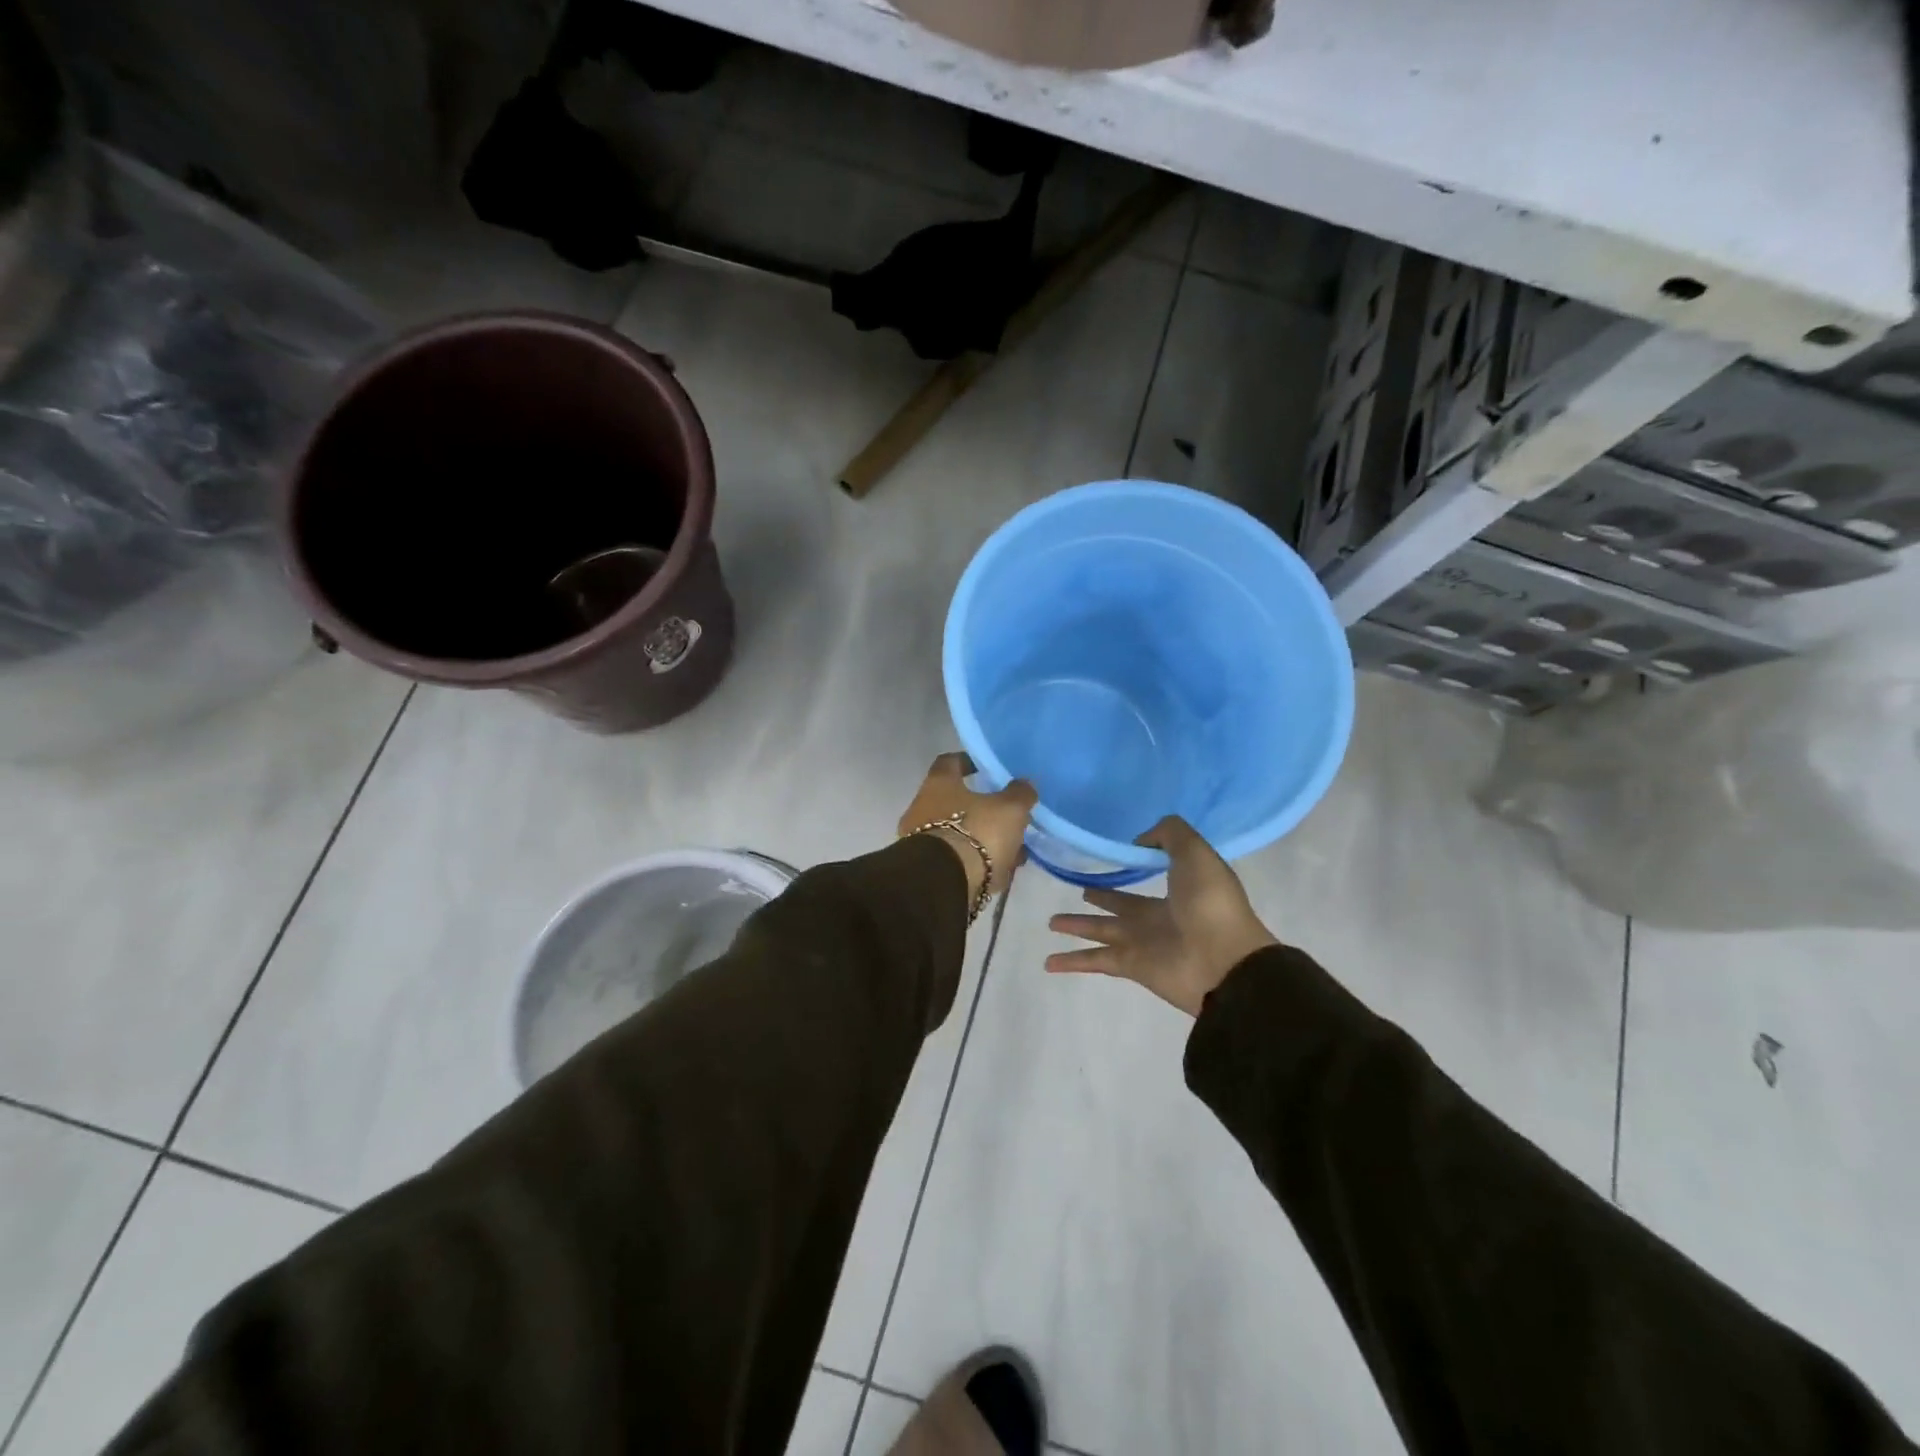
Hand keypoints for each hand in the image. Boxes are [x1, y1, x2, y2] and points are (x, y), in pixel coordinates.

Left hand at [898, 752, 1037, 903]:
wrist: (944, 883)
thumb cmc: (976, 833)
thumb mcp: (1009, 809)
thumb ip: (1019, 794)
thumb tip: (1024, 784)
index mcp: (938, 784)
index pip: (950, 762)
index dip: (968, 762)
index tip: (985, 768)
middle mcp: (923, 808)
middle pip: (955, 801)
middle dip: (983, 809)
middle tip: (1009, 815)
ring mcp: (922, 841)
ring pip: (959, 833)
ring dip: (984, 839)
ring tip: (1013, 849)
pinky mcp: (929, 869)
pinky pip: (958, 859)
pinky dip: (978, 862)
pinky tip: (1000, 871)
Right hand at [1045, 816, 1276, 1016]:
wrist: (1225, 961)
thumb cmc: (1211, 903)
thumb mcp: (1195, 852)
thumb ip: (1168, 835)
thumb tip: (1137, 841)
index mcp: (1177, 889)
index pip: (1148, 875)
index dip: (1132, 865)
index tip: (1110, 855)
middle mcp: (1157, 916)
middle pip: (1120, 905)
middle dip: (1101, 897)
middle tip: (1079, 890)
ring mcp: (1143, 943)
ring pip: (1100, 931)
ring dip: (1077, 927)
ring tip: (1051, 922)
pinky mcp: (1130, 965)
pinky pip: (1094, 961)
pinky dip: (1072, 962)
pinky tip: (1048, 962)